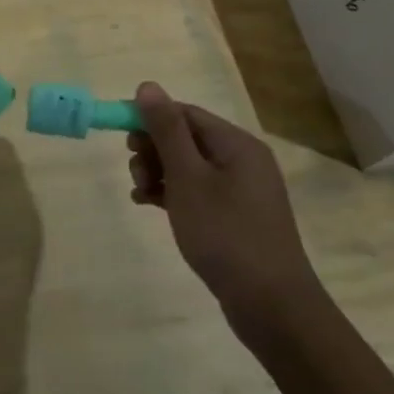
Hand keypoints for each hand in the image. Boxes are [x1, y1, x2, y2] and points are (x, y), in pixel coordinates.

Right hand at [126, 83, 323, 338]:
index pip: (185, 113)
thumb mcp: (188, 177)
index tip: (121, 139)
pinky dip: (171, 193)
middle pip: (186, 138)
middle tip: (134, 172)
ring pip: (188, 166)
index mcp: (236, 144)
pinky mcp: (235, 217)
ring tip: (140, 193)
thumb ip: (166, 130)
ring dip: (158, 172)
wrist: (272, 307)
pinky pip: (196, 191)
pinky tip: (147, 204)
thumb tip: (147, 86)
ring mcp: (241, 191)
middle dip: (153, 149)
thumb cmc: (225, 234)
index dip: (150, 119)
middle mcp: (242, 160)